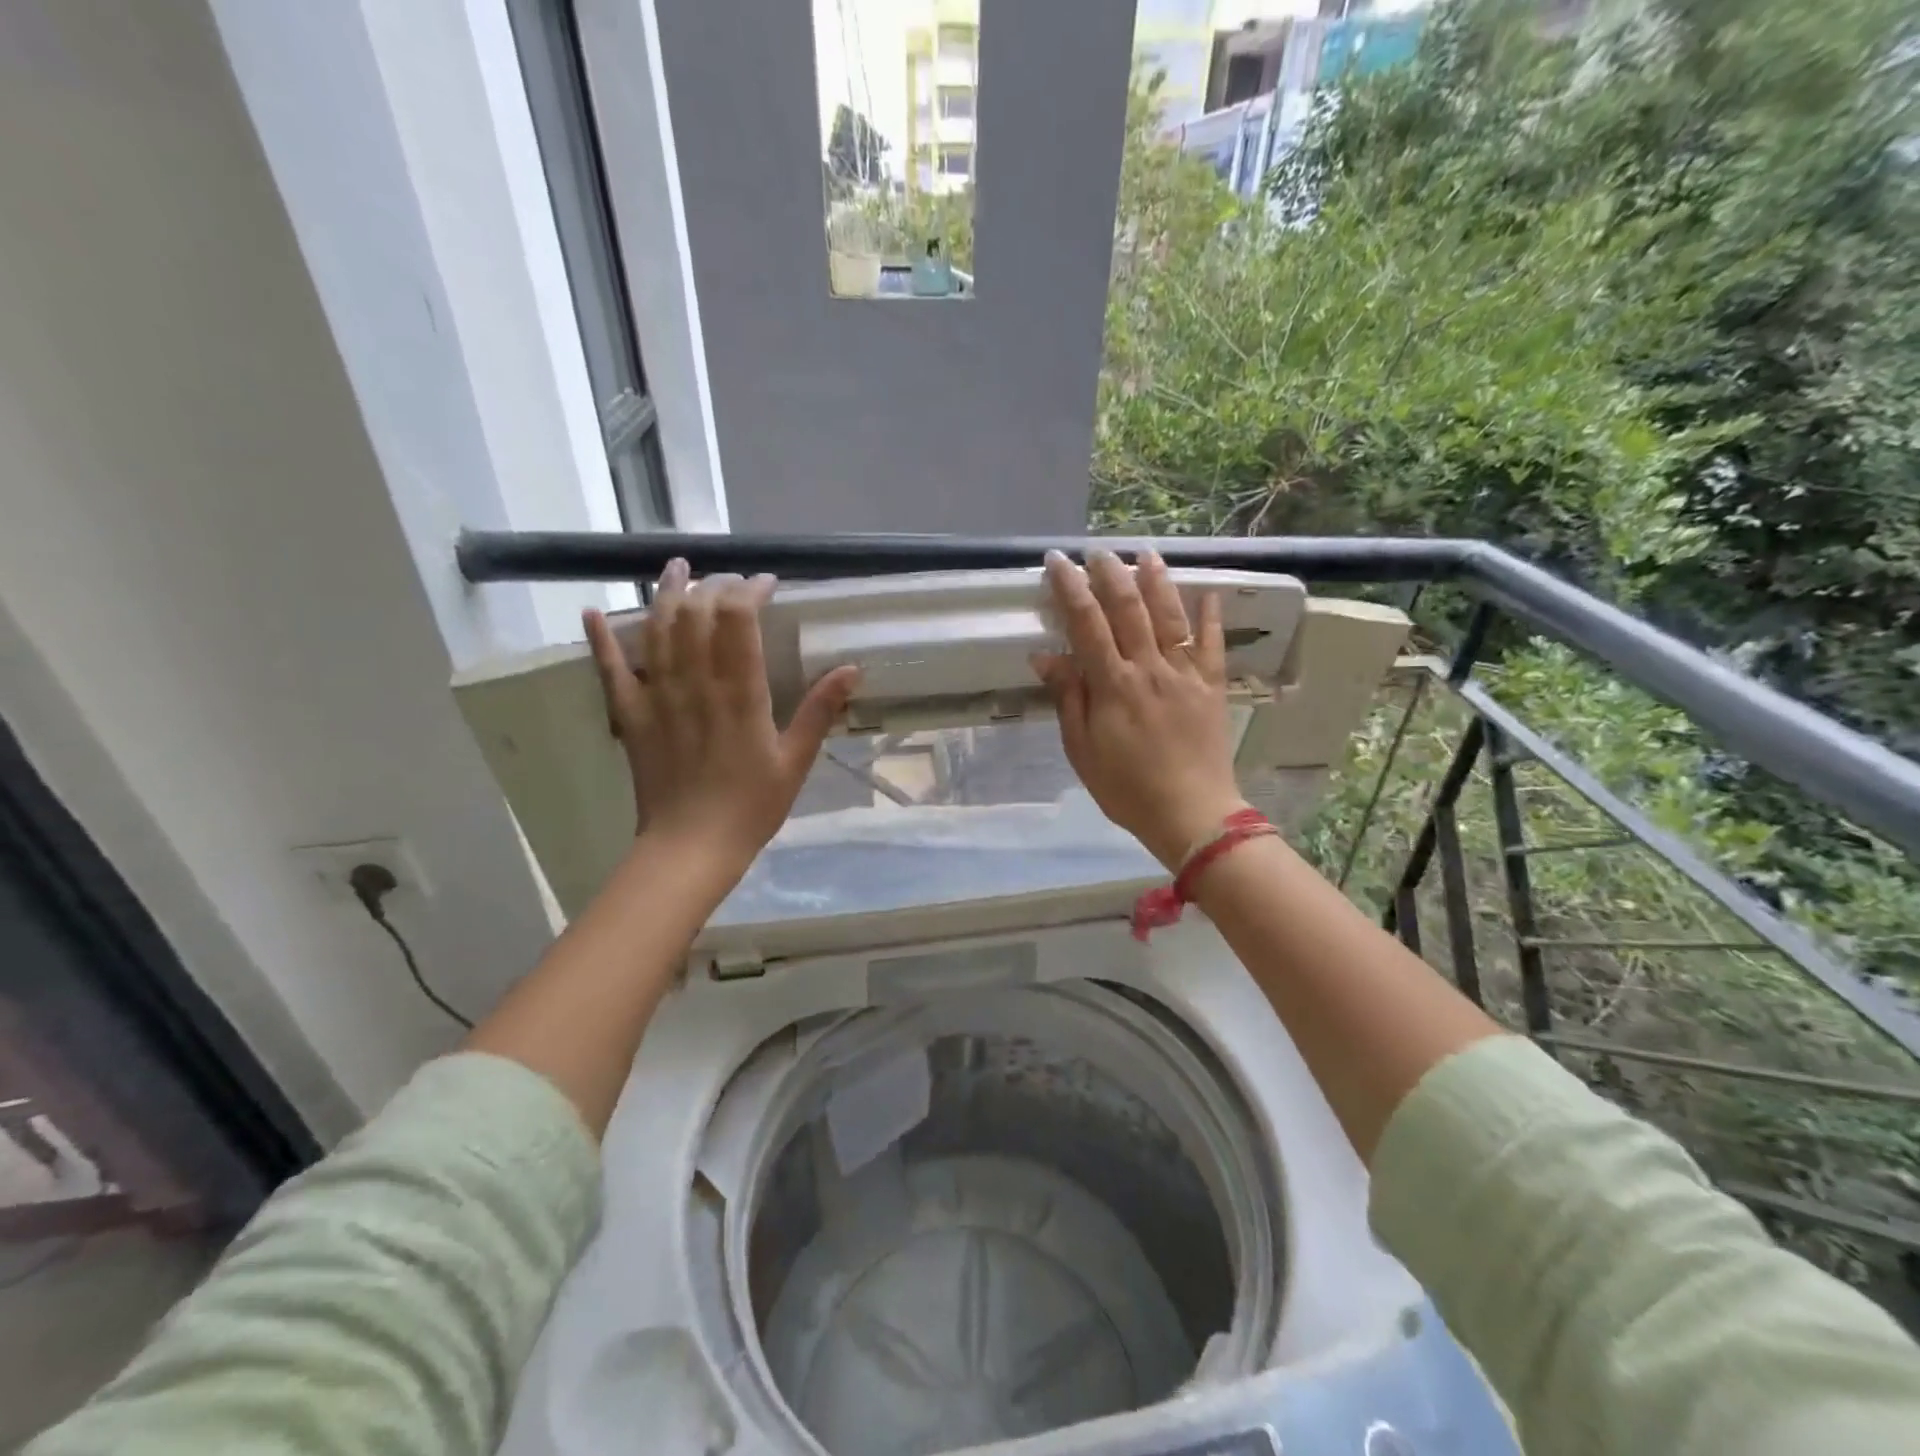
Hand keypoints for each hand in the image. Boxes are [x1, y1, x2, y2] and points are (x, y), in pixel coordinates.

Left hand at [584, 560, 859, 884]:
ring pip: (656, 629)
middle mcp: (694, 682)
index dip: (749, 590)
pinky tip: (593, 613)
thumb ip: (820, 710)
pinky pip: (609, 669)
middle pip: (696, 612)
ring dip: (664, 593)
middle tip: (730, 581)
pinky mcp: (630, 715)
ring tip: (676, 568)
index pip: (738, 618)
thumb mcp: (795, 760)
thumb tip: (851, 669)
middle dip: (713, 585)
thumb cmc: (751, 807)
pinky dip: (601, 639)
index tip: (766, 583)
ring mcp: (656, 695)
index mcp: (739, 692)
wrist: (690, 847)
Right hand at [1032, 548, 1247, 869]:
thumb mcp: (1083, 750)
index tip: (1057, 561)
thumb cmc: (1127, 788)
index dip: (1071, 588)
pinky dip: (1210, 617)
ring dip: (1157, 581)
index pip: (1086, 624)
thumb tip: (1046, 656)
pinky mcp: (1213, 687)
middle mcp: (1150, 668)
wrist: (1191, 815)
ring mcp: (1186, 675)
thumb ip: (1069, 698)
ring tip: (1146, 553)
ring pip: (1170, 616)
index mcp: (1113, 685)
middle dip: (1111, 574)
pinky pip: (1213, 644)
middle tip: (1098, 552)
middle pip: (1129, 609)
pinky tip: (1207, 594)